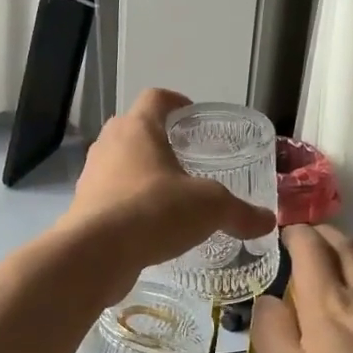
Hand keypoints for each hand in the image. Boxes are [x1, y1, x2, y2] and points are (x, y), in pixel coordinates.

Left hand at [61, 89, 276, 300]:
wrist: (95, 254)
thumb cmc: (154, 211)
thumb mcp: (210, 208)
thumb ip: (240, 212)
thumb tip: (268, 222)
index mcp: (138, 128)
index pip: (156, 98)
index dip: (176, 102)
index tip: (192, 115)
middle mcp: (109, 145)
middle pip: (134, 129)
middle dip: (159, 141)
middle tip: (186, 158)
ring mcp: (92, 177)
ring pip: (120, 165)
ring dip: (142, 175)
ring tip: (170, 195)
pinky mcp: (84, 209)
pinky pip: (111, 198)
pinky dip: (130, 205)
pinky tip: (150, 228)